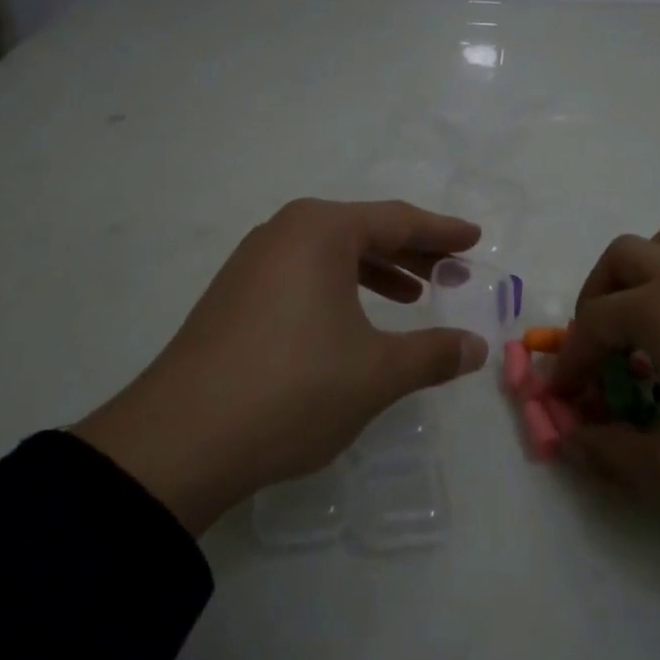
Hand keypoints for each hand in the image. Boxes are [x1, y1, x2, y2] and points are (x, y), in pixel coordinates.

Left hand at [72, 199, 488, 533]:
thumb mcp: (377, 373)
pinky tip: (354, 321)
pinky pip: (302, 275)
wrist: (183, 438)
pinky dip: (339, 288)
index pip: (397, 220)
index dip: (442, 231)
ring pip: (330, 254)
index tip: (475, 238)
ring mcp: (251, 263)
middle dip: (412, 250)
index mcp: (320, 231)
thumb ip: (433, 354)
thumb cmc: (294, 388)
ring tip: (411, 295)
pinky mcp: (234, 296)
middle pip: (363, 230)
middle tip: (452, 270)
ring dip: (376, 270)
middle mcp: (283, 232)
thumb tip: (476, 347)